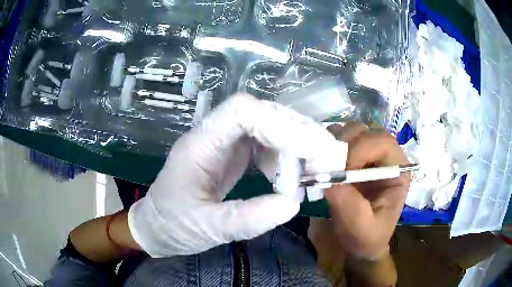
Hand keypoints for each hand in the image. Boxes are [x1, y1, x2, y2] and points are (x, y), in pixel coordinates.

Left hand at [128, 93, 346, 257]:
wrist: (158, 227)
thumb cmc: (173, 225)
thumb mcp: (206, 228)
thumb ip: (246, 219)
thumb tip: (292, 205)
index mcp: (200, 145)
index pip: (241, 111)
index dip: (278, 122)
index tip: (309, 149)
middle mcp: (215, 136)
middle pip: (262, 114)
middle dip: (298, 132)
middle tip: (327, 157)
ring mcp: (226, 145)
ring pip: (269, 129)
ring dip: (297, 146)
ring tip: (318, 170)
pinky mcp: (234, 157)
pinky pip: (267, 148)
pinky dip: (287, 160)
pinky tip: (295, 180)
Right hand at [324, 124, 410, 259]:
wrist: (360, 243)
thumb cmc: (366, 237)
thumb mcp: (361, 228)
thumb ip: (349, 205)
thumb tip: (328, 178)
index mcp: (398, 171)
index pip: (384, 143)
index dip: (361, 149)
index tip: (342, 171)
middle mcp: (386, 158)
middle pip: (368, 131)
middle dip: (346, 142)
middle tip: (327, 163)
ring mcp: (370, 156)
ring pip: (353, 131)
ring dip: (335, 141)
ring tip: (323, 161)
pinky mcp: (354, 159)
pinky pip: (341, 140)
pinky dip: (328, 144)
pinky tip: (322, 160)